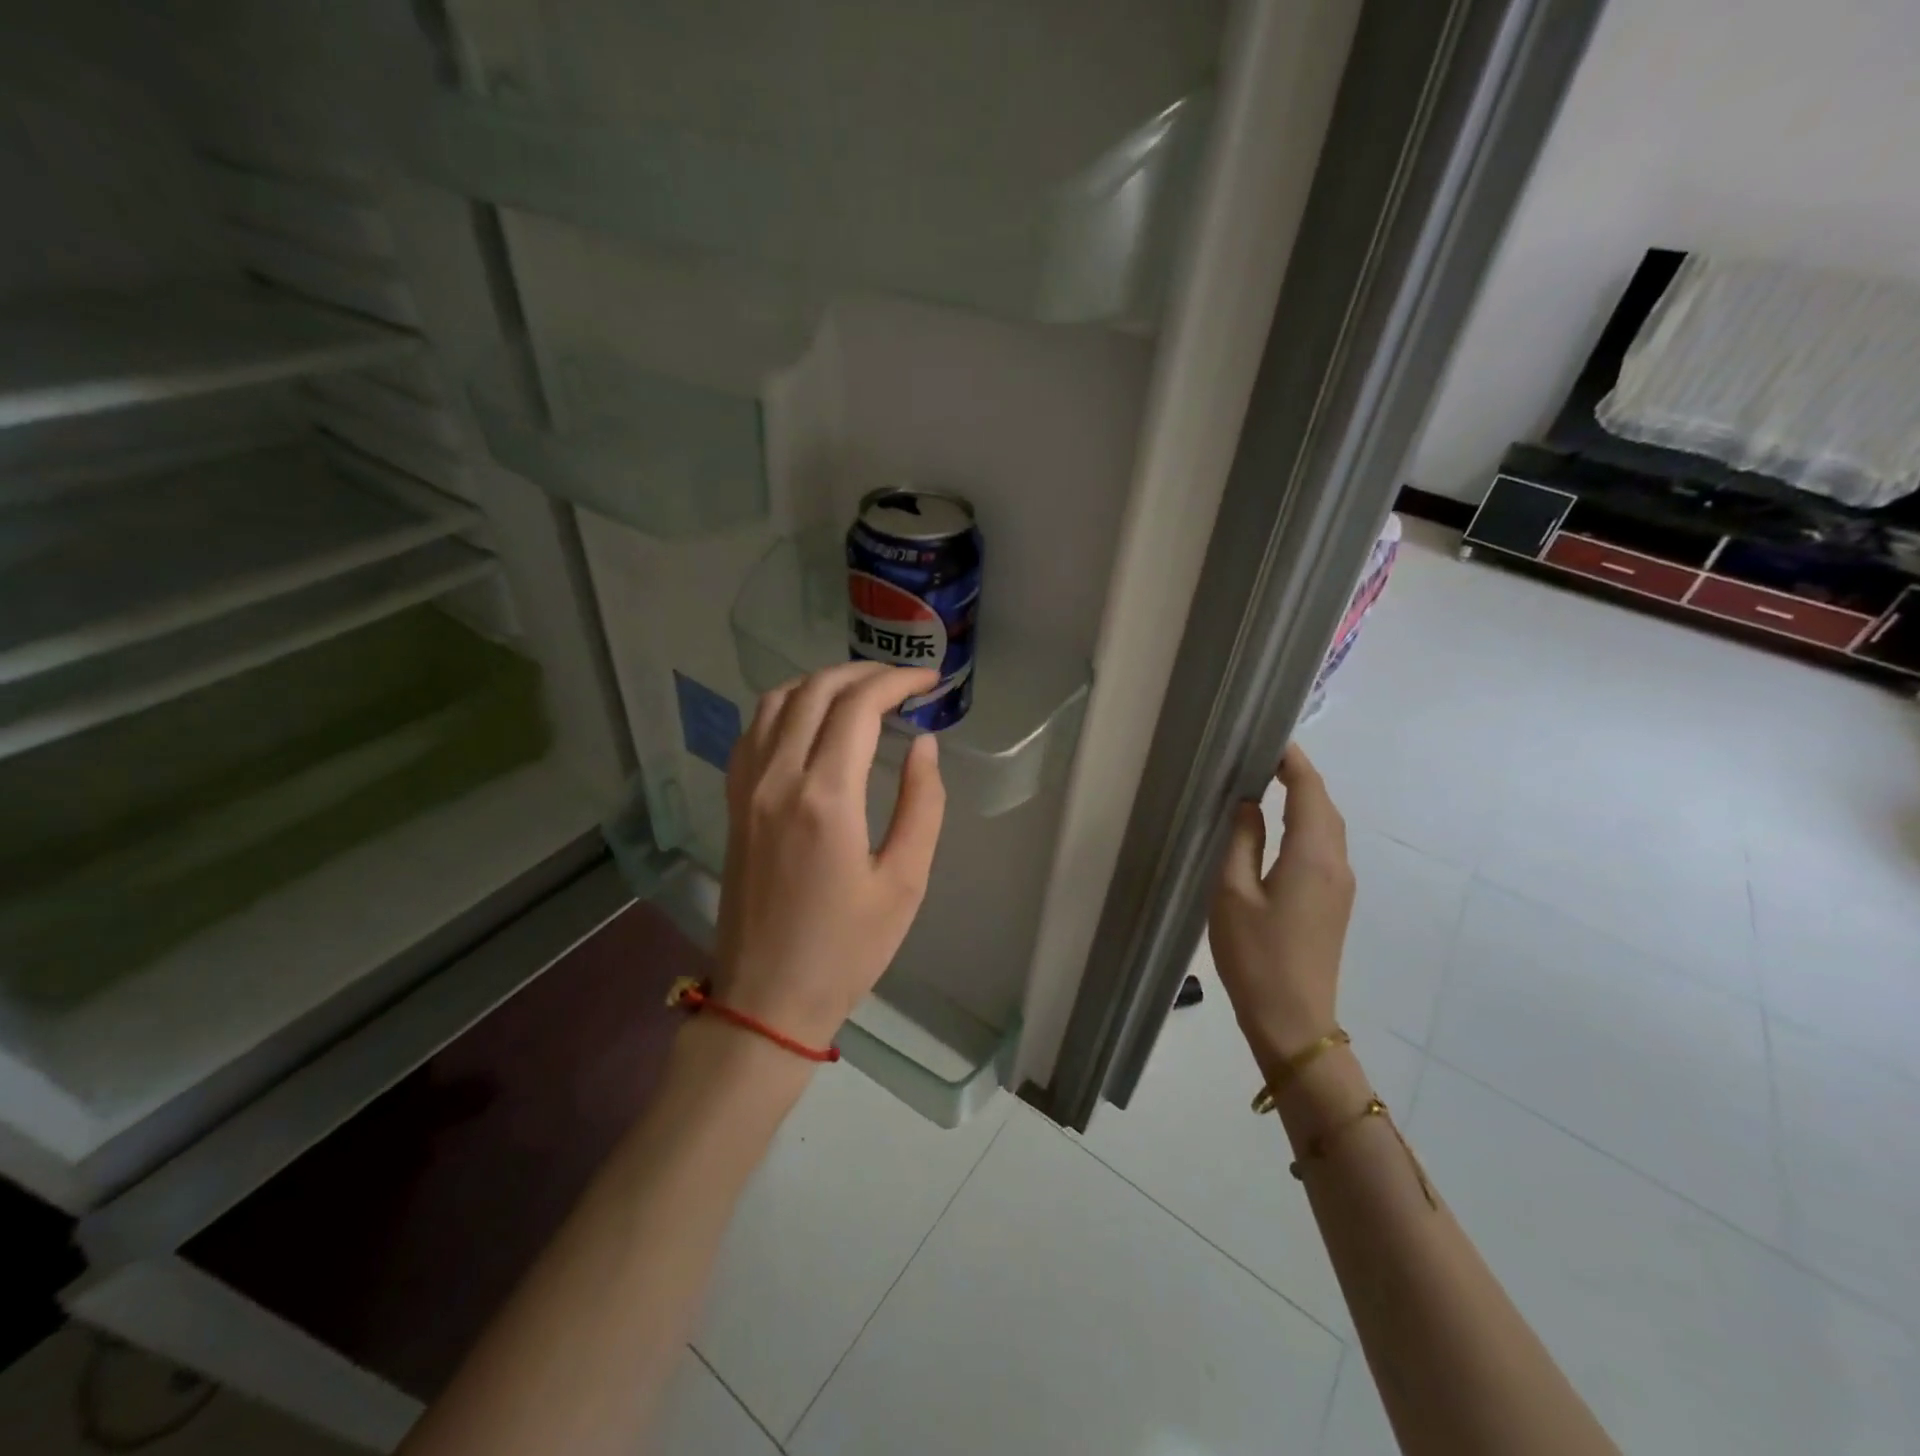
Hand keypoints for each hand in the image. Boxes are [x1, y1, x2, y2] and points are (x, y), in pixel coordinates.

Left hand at [713, 662, 947, 1048]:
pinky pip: (753, 730)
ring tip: (861, 693)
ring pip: (776, 701)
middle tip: (902, 681)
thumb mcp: (905, 882)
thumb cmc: (847, 948)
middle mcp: (777, 778)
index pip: (858, 707)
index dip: (897, 681)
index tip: (928, 681)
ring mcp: (747, 788)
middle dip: (864, 673)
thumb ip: (922, 804)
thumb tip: (923, 745)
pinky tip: (811, 720)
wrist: (767, 997)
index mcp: (825, 797)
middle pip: (816, 691)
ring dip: (822, 683)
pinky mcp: (734, 803)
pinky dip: (786, 706)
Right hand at [1207, 743, 1355, 1077]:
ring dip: (1305, 800)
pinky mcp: (1334, 901)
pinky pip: (1325, 847)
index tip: (1269, 738)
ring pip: (1328, 827)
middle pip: (1325, 806)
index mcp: (1312, 856)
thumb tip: (1247, 803)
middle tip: (1262, 756)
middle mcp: (1336, 864)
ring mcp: (1341, 885)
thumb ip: (1240, 841)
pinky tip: (1281, 827)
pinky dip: (1307, 823)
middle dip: (1300, 776)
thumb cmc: (1255, 955)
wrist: (1293, 1020)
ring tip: (1269, 781)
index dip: (1294, 762)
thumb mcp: (1232, 893)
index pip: (1309, 792)